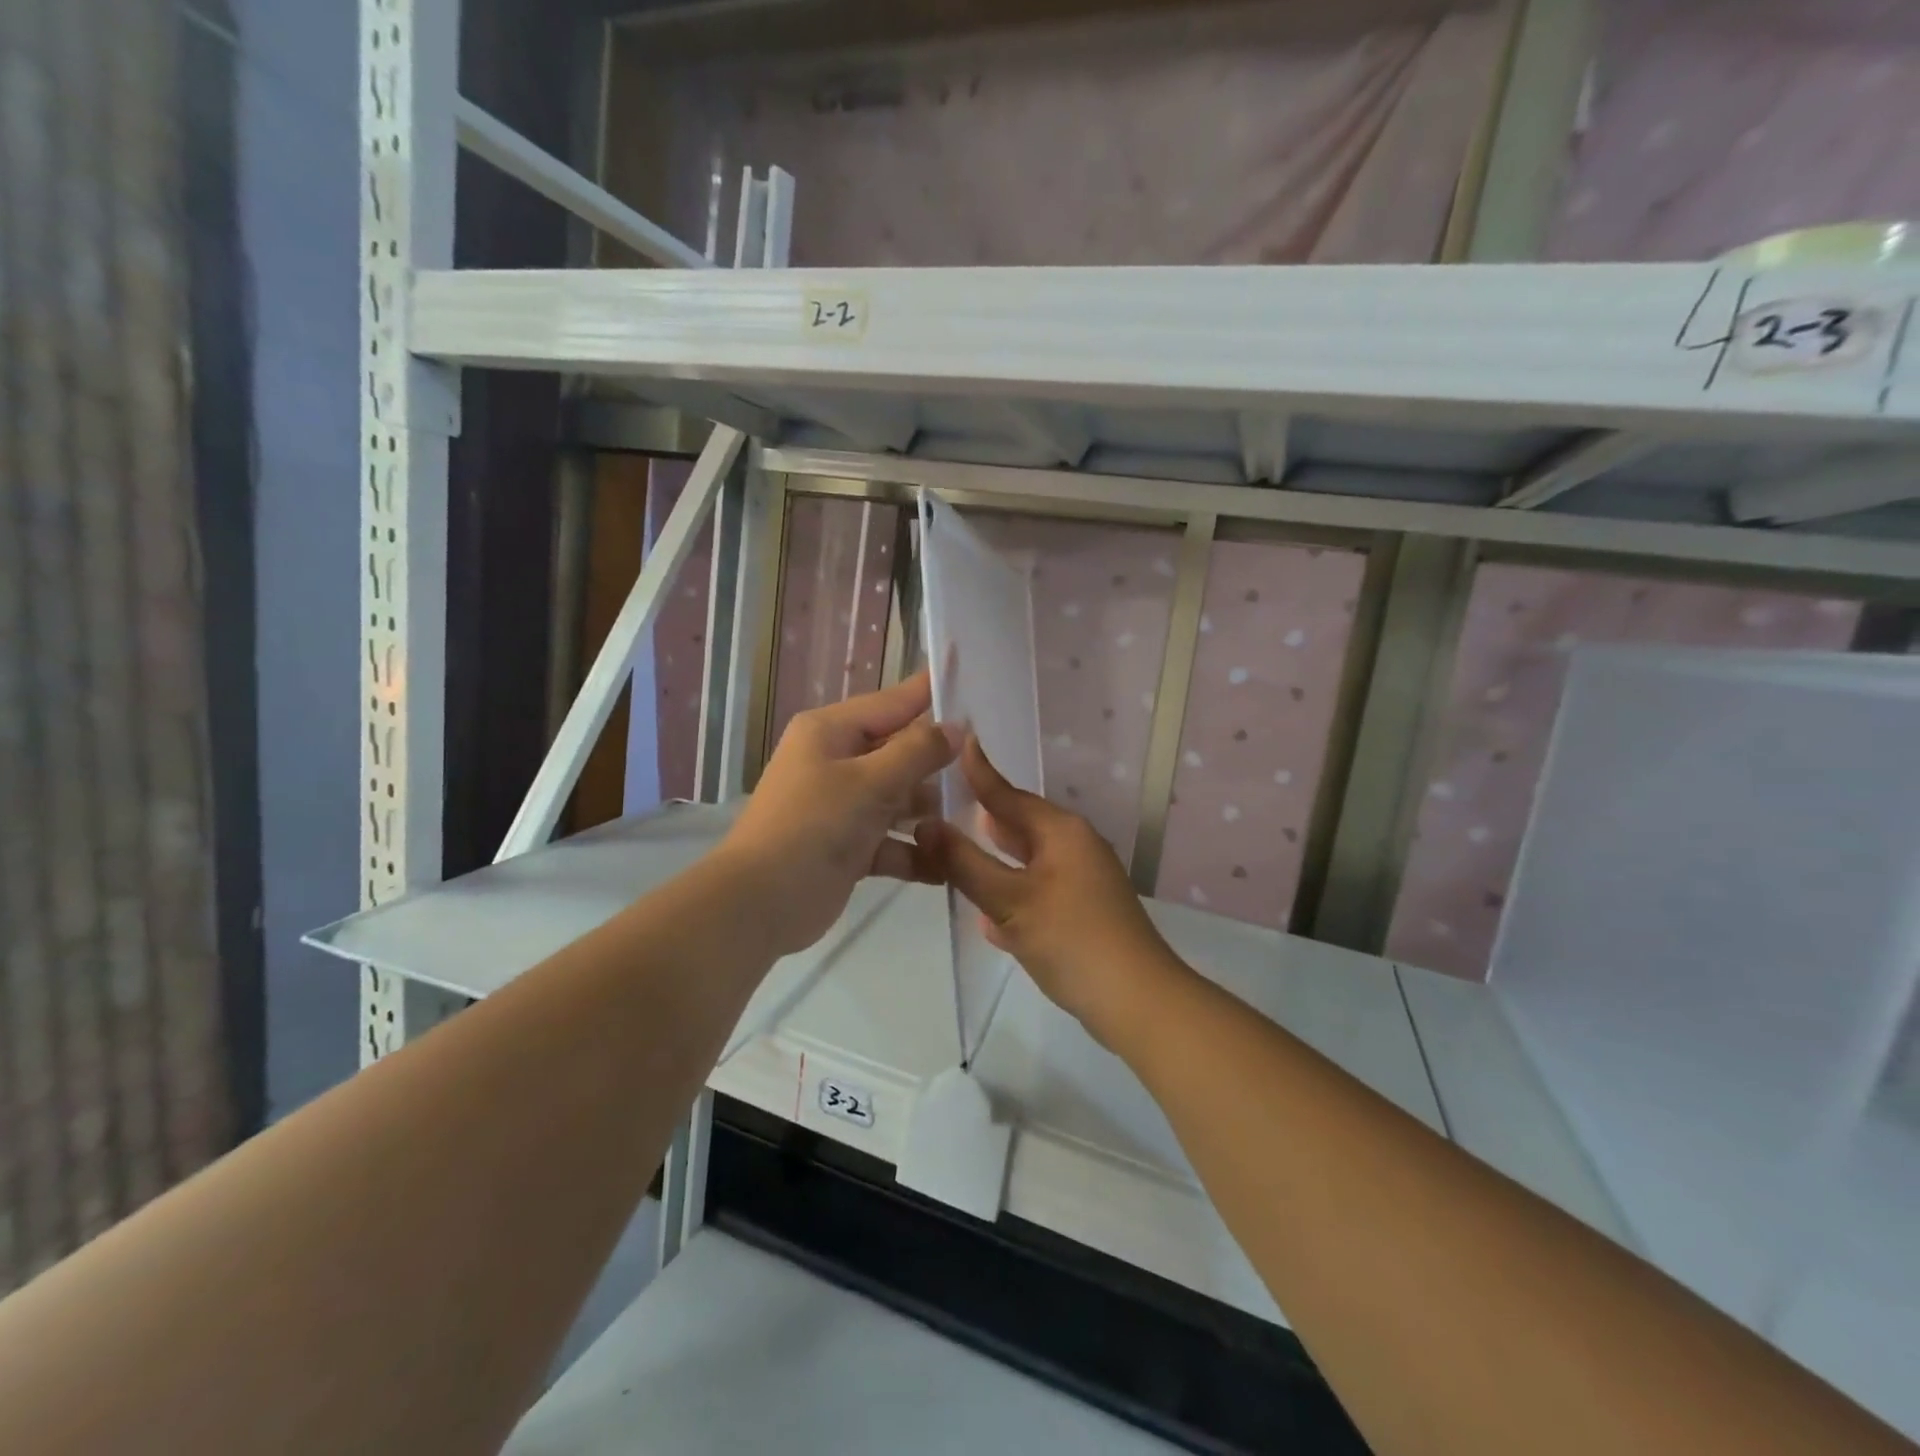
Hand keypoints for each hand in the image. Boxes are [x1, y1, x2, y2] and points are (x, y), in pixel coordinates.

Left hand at [719, 670, 957, 957]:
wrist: (759, 903)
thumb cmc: (814, 826)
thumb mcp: (870, 782)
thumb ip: (917, 752)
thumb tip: (955, 727)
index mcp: (832, 731)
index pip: (893, 702)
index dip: (932, 694)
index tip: (975, 683)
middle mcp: (836, 761)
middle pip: (900, 753)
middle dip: (939, 765)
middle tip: (990, 769)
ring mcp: (842, 806)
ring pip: (899, 799)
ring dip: (931, 813)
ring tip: (976, 821)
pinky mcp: (849, 846)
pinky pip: (891, 841)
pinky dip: (915, 852)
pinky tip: (949, 866)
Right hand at [916, 737, 1186, 1044]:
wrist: (1137, 1002)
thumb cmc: (1071, 940)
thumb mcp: (1010, 901)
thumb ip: (965, 864)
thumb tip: (925, 826)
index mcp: (1061, 832)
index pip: (1008, 794)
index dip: (978, 773)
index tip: (956, 742)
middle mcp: (1074, 847)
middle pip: (1019, 826)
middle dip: (983, 819)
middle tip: (940, 806)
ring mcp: (1082, 882)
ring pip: (1028, 861)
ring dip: (996, 861)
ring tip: (956, 854)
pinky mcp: (1083, 913)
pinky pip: (1038, 892)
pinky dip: (1012, 894)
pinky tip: (988, 917)